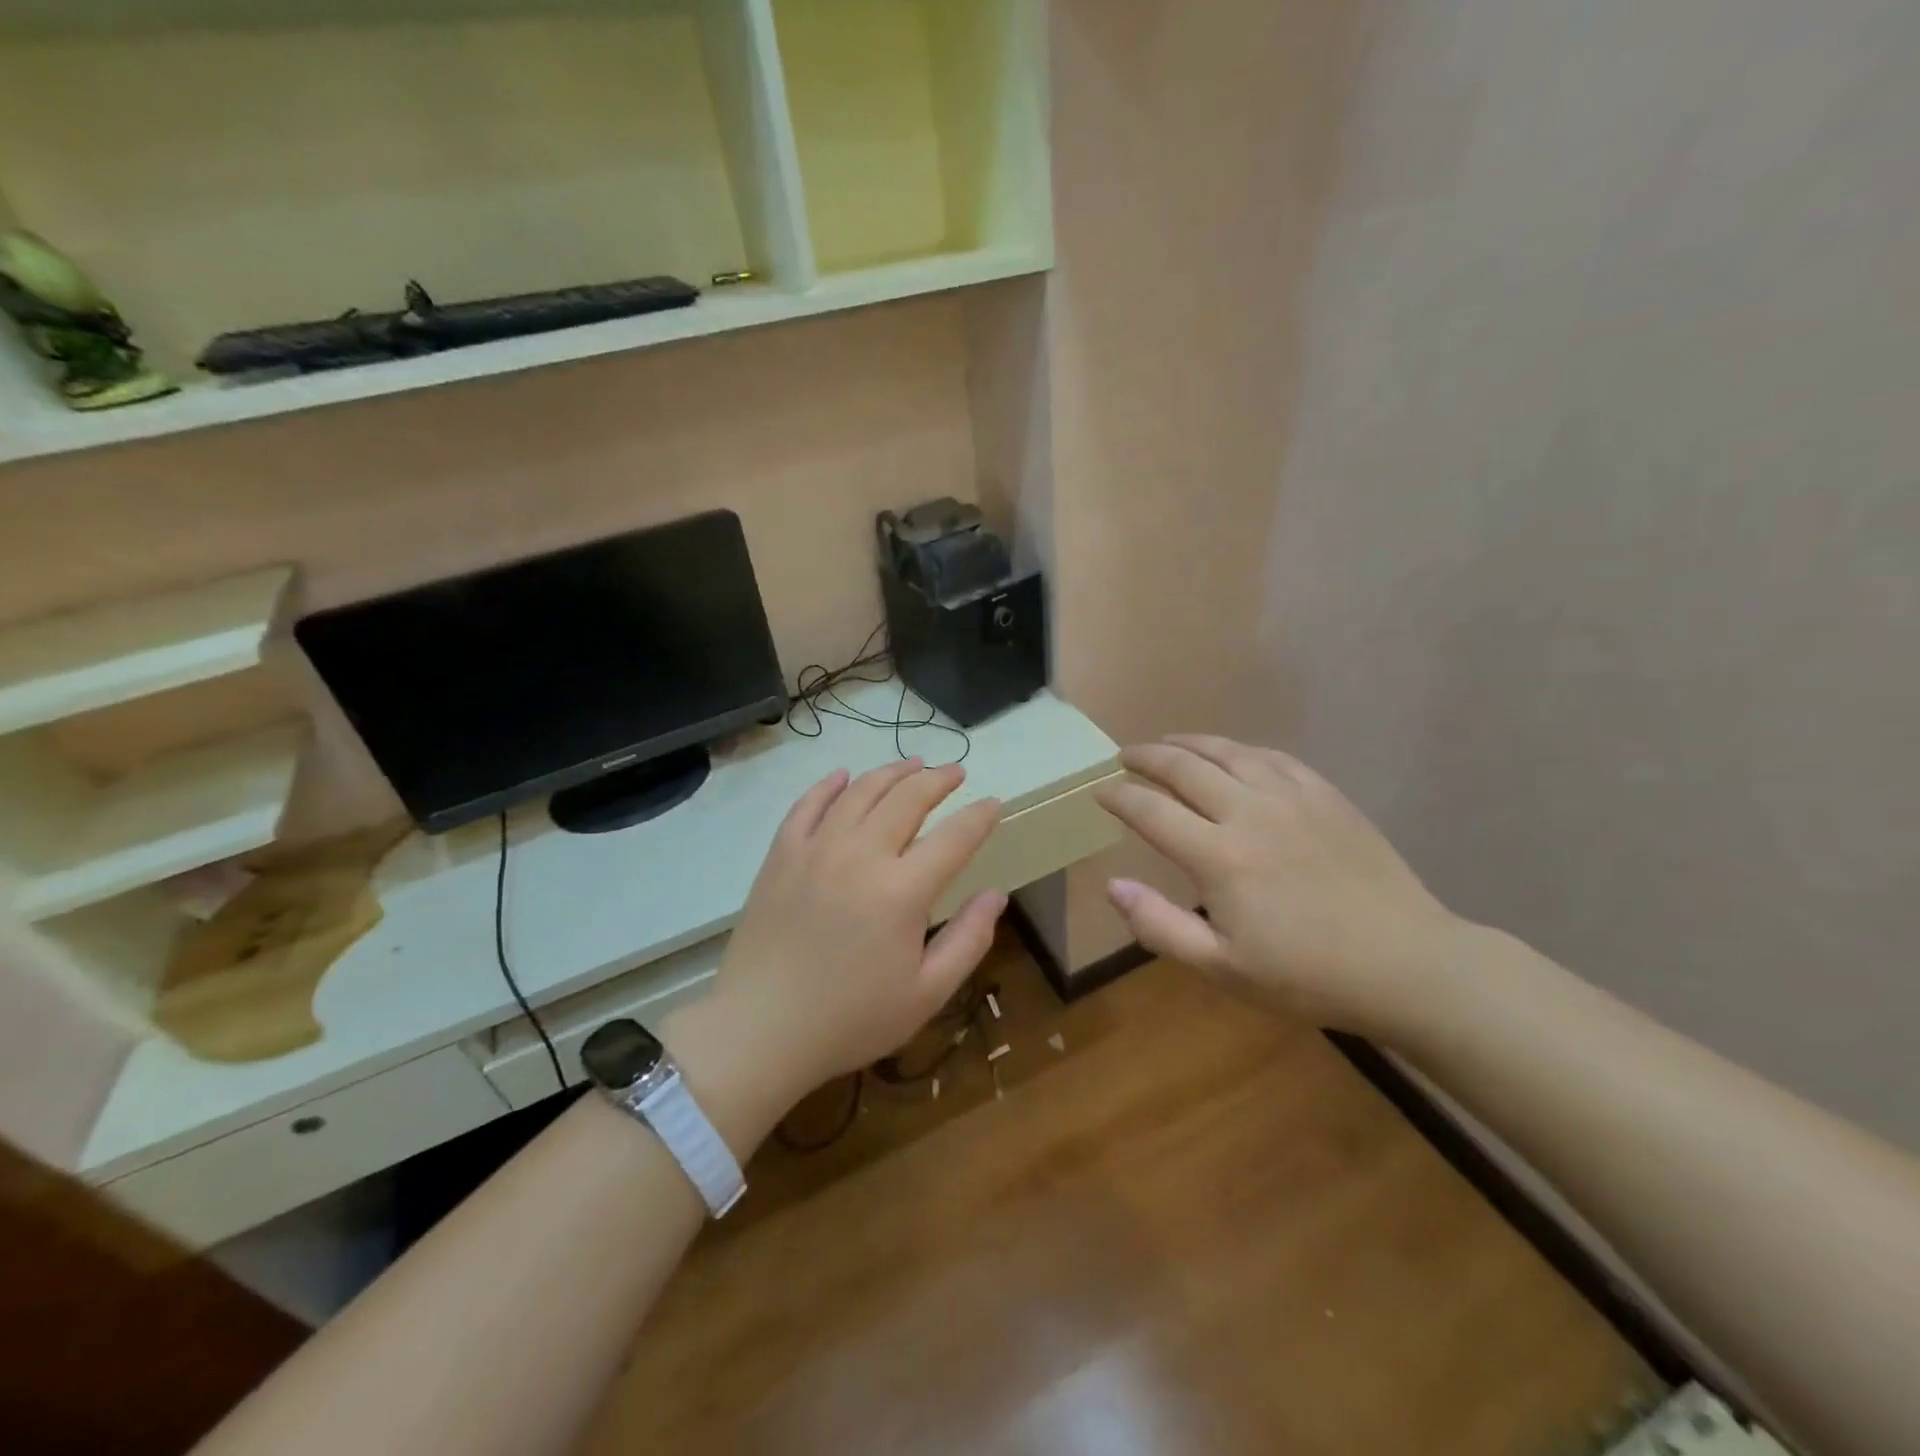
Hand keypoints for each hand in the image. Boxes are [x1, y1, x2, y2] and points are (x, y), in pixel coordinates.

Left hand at [673, 759, 1005, 1118]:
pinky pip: (807, 805)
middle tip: (955, 772)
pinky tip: (843, 776)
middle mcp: (860, 855)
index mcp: (902, 891)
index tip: (994, 802)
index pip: (954, 837)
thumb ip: (968, 939)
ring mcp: (816, 850)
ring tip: (912, 764)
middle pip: (907, 798)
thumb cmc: (850, 1019)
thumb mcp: (925, 994)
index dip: (979, 816)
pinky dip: (828, 785)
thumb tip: (996, 894)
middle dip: (937, 779)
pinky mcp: (781, 855)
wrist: (760, 1030)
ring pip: (860, 791)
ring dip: (891, 772)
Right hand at [1094, 735, 1466, 1032]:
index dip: (1119, 797)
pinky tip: (1232, 754)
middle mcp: (1249, 813)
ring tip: (1167, 743)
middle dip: (1147, 757)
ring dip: (1189, 743)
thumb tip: (1112, 886)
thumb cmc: (1307, 975)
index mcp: (1219, 856)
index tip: (1100, 793)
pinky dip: (1240, 749)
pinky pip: (1272, 757)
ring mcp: (1291, 798)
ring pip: (1227, 752)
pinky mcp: (1325, 796)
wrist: (1405, 964)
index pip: (1151, 811)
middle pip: (1184, 768)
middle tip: (1125, 756)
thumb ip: (1159, 926)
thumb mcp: (1222, 968)